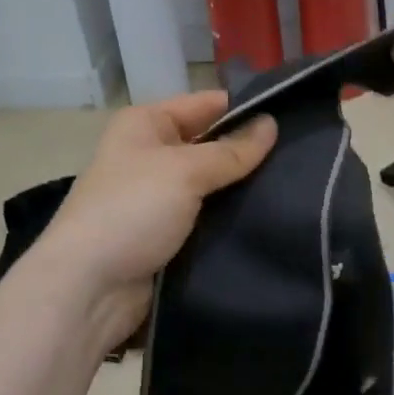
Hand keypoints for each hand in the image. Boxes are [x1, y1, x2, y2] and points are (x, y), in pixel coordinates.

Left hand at [35, 91, 277, 352]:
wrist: (89, 290)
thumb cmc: (131, 211)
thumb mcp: (184, 171)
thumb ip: (232, 150)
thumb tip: (272, 124)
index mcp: (146, 124)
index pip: (205, 104)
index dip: (246, 109)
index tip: (294, 118)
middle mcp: (150, 154)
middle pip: (211, 145)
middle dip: (249, 153)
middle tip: (304, 157)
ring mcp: (158, 197)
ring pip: (213, 185)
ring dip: (243, 190)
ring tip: (298, 187)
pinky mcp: (167, 235)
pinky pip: (208, 218)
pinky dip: (231, 219)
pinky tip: (271, 218)